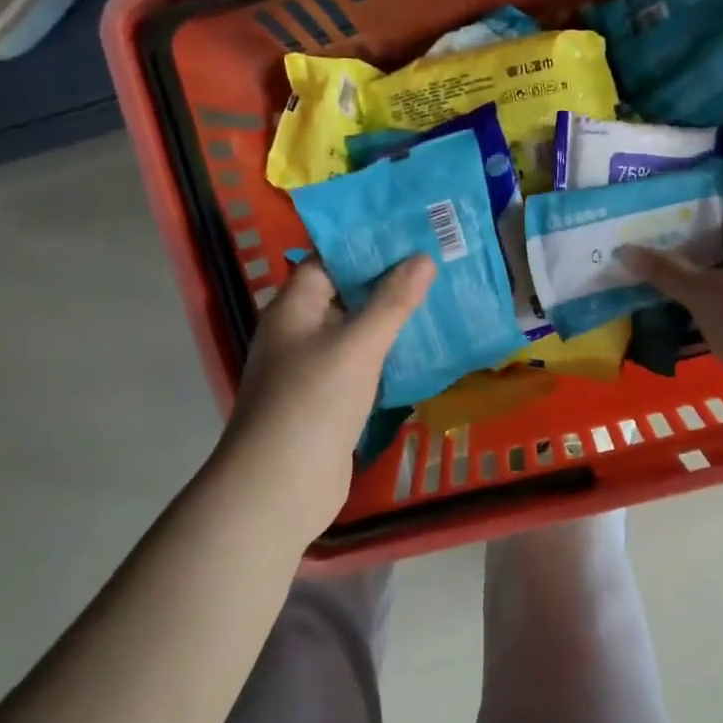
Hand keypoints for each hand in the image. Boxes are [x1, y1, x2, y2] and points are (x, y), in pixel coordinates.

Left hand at [216, 254, 435, 534]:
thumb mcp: (357, 344)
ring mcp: (313, 370)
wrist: (280, 486)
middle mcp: (300, 332)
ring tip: (443, 303)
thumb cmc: (314, 402)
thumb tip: (422, 257)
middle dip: (390, 283)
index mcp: (295, 307)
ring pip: (358, 334)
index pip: (330, 261)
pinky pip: (362, 368)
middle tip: (440, 266)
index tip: (414, 236)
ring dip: (393, 323)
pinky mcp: (329, 402)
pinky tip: (425, 353)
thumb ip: (392, 301)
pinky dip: (389, 359)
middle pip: (347, 296)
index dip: (368, 247)